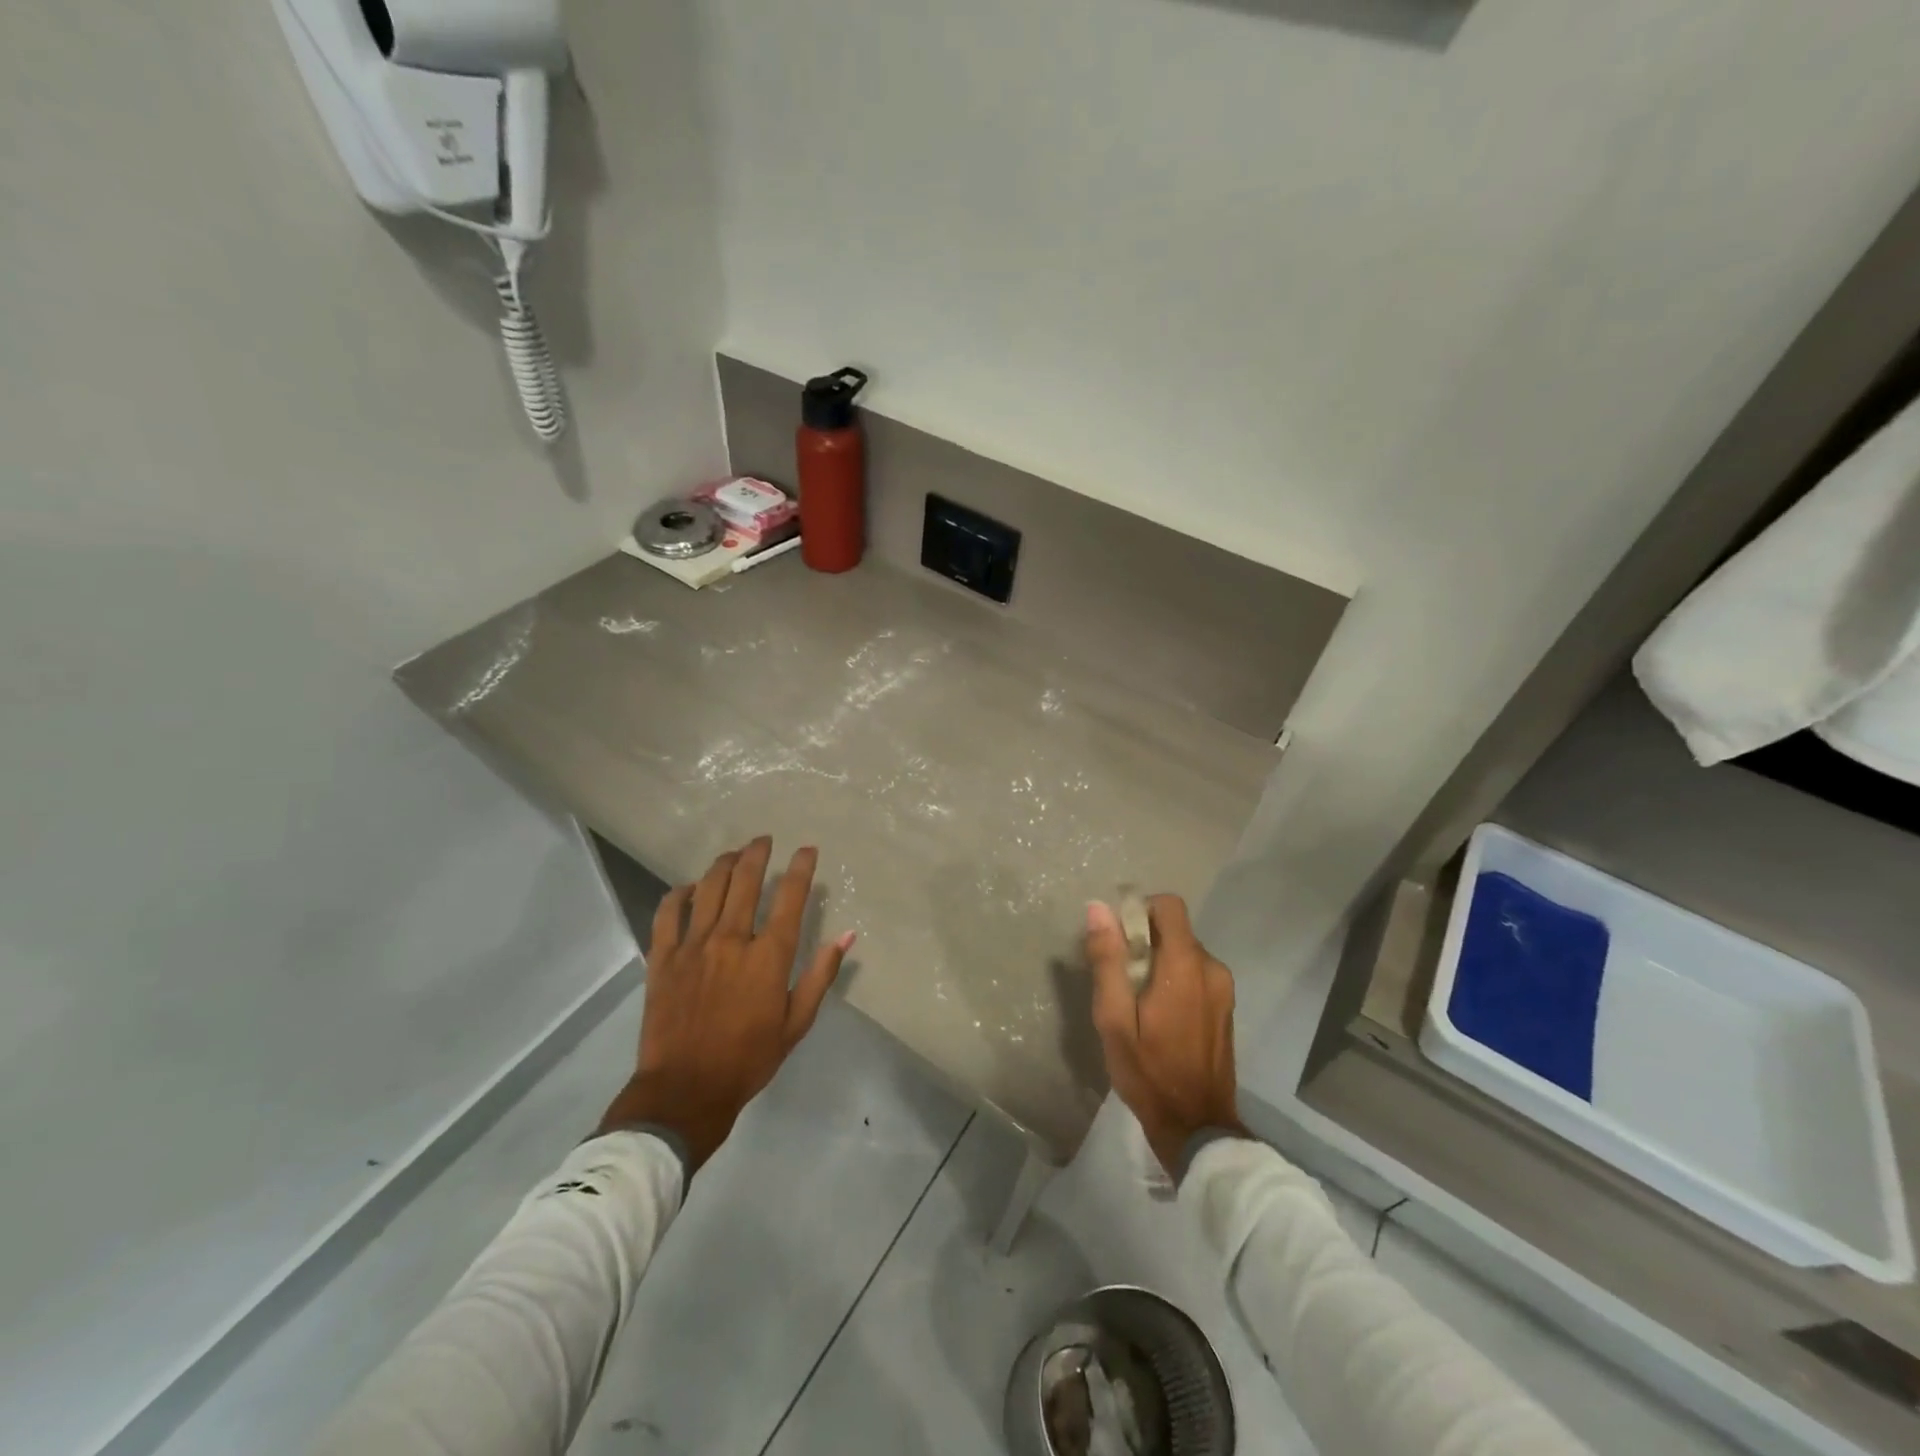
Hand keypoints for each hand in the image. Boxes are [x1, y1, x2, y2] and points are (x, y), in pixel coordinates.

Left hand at [598, 836, 853, 1169]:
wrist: (685, 1090)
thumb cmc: (748, 1059)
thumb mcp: (796, 1023)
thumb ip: (820, 975)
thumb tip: (846, 936)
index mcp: (768, 956)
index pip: (790, 898)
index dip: (801, 868)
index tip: (807, 850)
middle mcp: (732, 940)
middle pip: (746, 881)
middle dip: (757, 854)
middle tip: (764, 841)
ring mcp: (693, 946)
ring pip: (708, 888)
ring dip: (723, 865)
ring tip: (733, 854)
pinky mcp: (662, 957)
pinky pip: (668, 913)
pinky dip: (679, 894)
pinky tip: (688, 888)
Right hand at [1086, 894, 1243, 1173]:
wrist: (1197, 1127)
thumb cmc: (1148, 1073)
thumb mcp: (1113, 1019)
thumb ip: (1108, 960)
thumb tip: (1098, 909)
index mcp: (1185, 966)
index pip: (1169, 905)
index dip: (1140, 911)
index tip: (1118, 941)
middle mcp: (1212, 968)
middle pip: (1174, 929)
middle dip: (1144, 942)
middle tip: (1120, 981)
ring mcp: (1223, 989)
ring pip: (1184, 952)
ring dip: (1159, 963)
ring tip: (1137, 1003)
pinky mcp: (1226, 1006)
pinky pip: (1196, 974)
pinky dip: (1174, 980)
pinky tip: (1159, 1016)